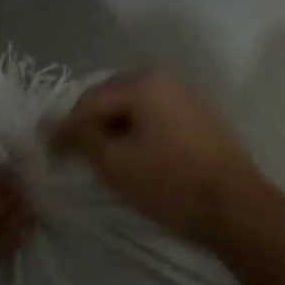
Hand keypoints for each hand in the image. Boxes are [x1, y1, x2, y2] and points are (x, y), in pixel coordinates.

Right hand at [46, 72, 276, 250]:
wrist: (236, 207)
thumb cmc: (171, 183)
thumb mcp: (116, 163)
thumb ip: (80, 138)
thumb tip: (48, 122)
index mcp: (145, 81)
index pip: (90, 100)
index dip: (66, 128)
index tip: (48, 154)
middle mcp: (167, 76)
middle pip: (113, 96)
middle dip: (92, 124)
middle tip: (72, 155)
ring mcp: (188, 93)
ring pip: (136, 105)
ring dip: (116, 128)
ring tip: (102, 157)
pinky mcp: (201, 113)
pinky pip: (158, 114)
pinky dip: (140, 130)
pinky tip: (136, 155)